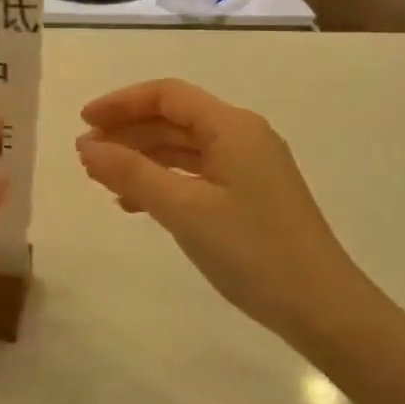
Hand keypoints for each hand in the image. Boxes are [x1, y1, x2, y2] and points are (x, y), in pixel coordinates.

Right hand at [76, 79, 355, 342]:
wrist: (321, 307)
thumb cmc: (251, 250)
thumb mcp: (184, 209)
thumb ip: (132, 173)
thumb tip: (87, 148)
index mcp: (232, 127)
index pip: (167, 95)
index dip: (121, 103)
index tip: (83, 123)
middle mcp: (243, 136)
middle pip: (175, 119)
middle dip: (128, 132)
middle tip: (86, 156)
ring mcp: (250, 167)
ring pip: (185, 148)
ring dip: (143, 158)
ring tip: (103, 181)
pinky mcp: (251, 196)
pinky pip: (198, 174)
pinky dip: (164, 181)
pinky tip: (138, 204)